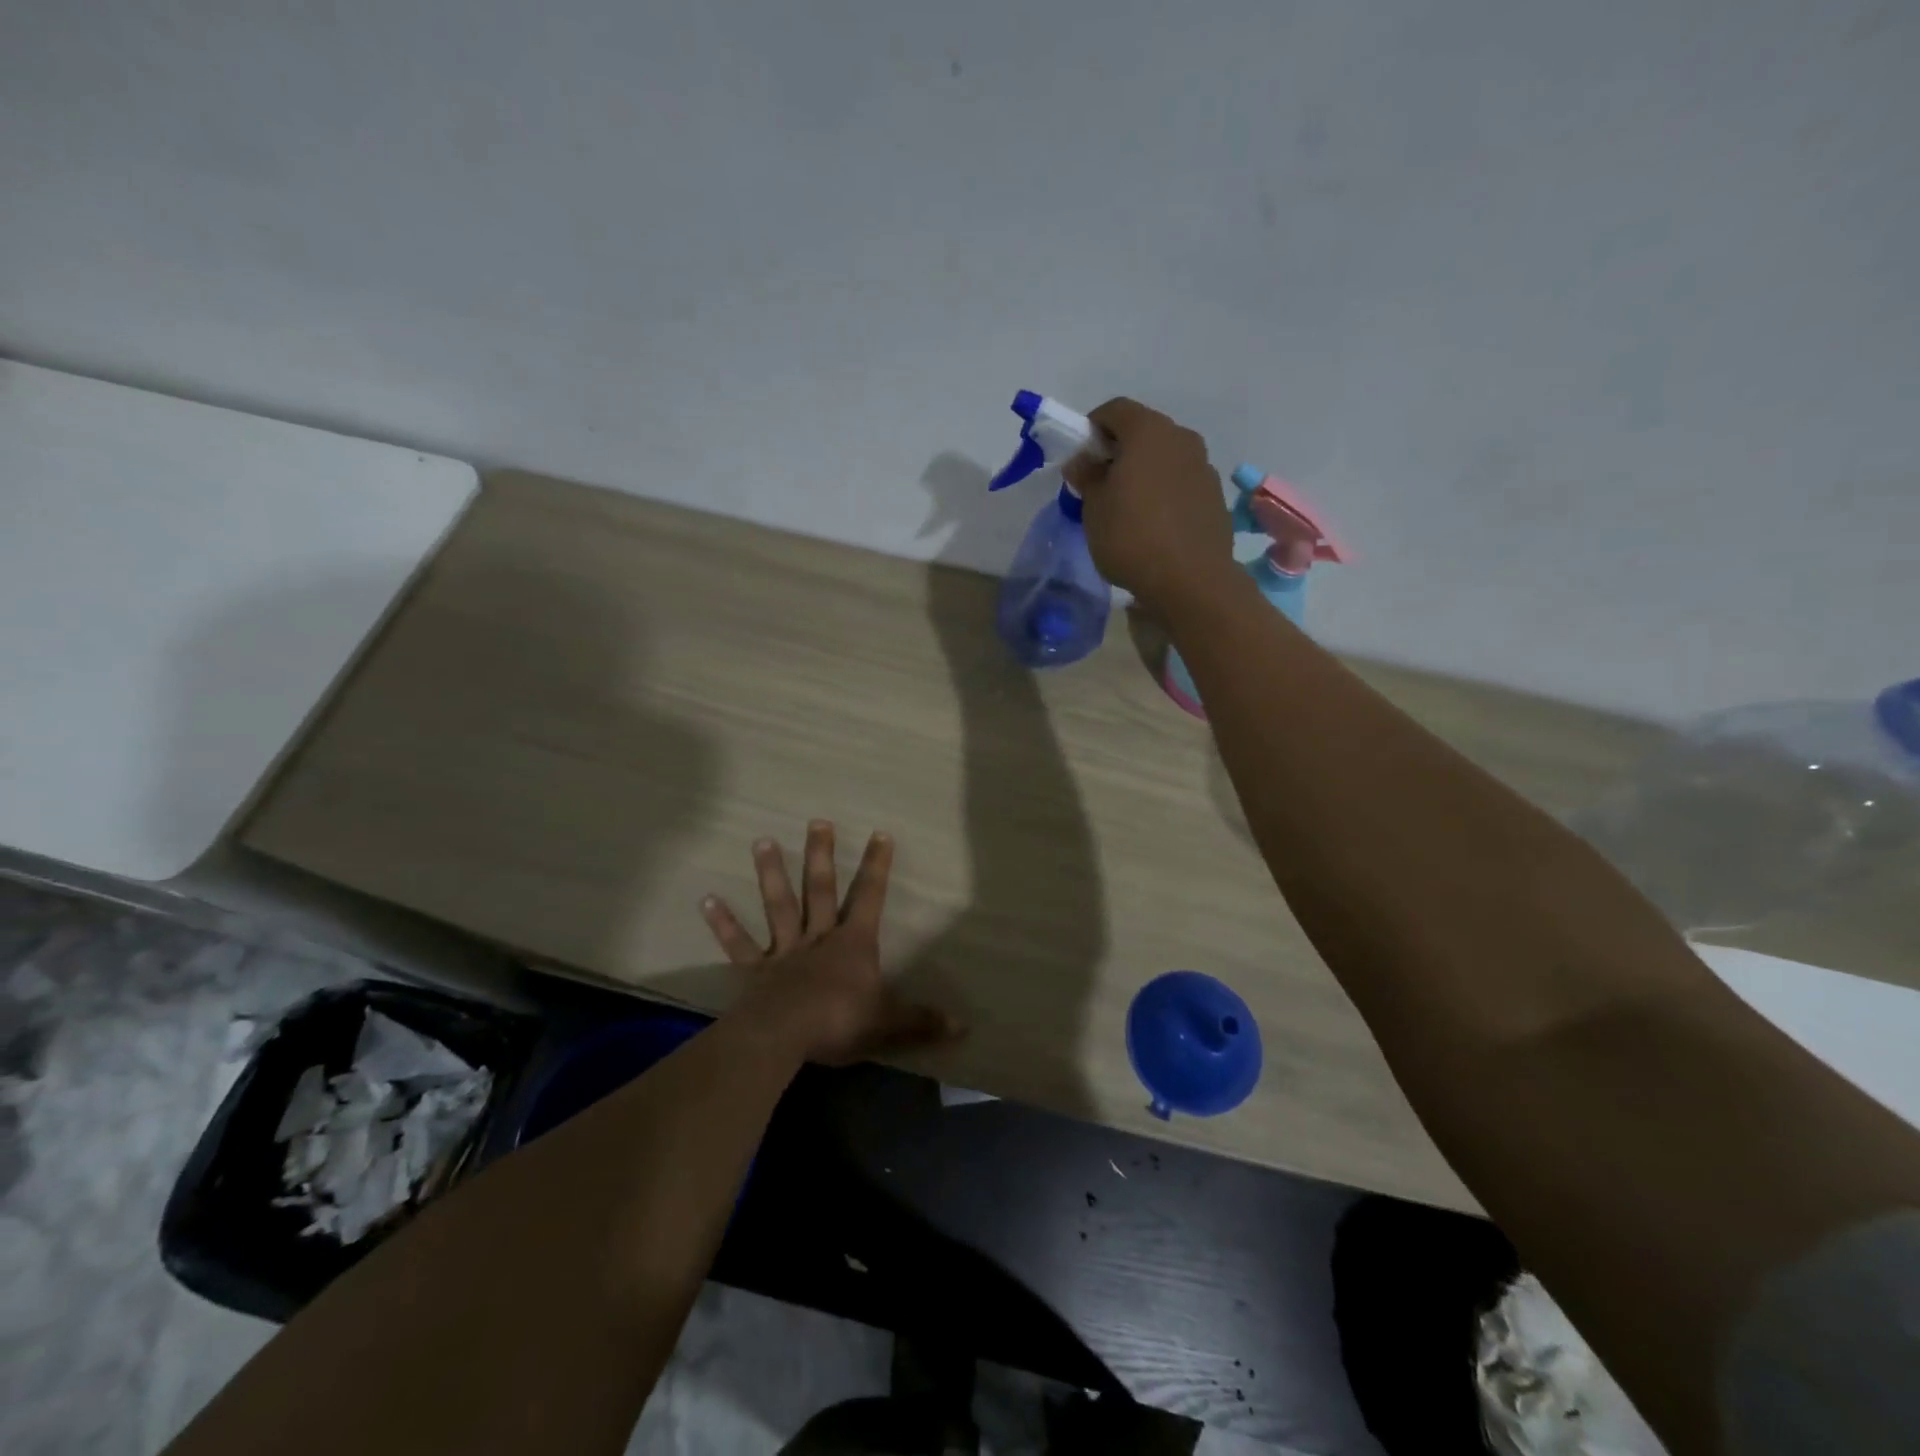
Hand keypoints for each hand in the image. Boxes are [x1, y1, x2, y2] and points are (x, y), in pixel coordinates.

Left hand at [701, 821, 960, 1065]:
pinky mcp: (755, 971)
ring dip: (771, 874)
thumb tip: (963, 1027)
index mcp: (853, 944)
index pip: (870, 896)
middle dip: (821, 855)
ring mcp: (784, 951)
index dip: (877, 865)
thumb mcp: (889, 1023)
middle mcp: (818, 937)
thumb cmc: (839, 1022)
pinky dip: (723, 924)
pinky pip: (739, 945)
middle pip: (820, 889)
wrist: (784, 1037)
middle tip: (817, 821)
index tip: (880, 833)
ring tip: (762, 840)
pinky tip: (706, 900)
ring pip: (778, 905)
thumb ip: (922, 1022)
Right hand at [1063, 398, 1235, 613]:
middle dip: (1120, 450)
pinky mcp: (1215, 497)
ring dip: (1145, 472)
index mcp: (1149, 431)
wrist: (1190, 580)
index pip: (1115, 409)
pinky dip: (1165, 493)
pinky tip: (1154, 525)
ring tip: (1128, 507)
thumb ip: (1087, 477)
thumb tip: (1082, 462)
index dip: (1092, 427)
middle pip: (1144, 432)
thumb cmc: (1131, 537)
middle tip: (1101, 483)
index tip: (1080, 457)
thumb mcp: (1094, 509)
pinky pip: (1182, 484)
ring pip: (1166, 458)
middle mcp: (1182, 439)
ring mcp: (1204, 467)